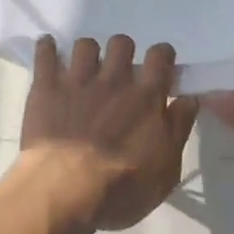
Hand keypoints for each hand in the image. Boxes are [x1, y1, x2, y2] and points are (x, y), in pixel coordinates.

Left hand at [21, 35, 198, 231]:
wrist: (65, 190)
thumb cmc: (121, 188)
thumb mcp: (166, 170)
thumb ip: (179, 129)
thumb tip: (189, 99)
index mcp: (145, 97)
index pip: (160, 57)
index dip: (162, 55)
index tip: (160, 64)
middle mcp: (114, 79)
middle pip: (122, 43)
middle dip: (122, 52)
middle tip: (119, 72)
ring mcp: (78, 79)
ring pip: (86, 44)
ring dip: (88, 53)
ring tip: (84, 69)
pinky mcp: (47, 86)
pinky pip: (45, 53)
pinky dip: (47, 48)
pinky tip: (48, 50)